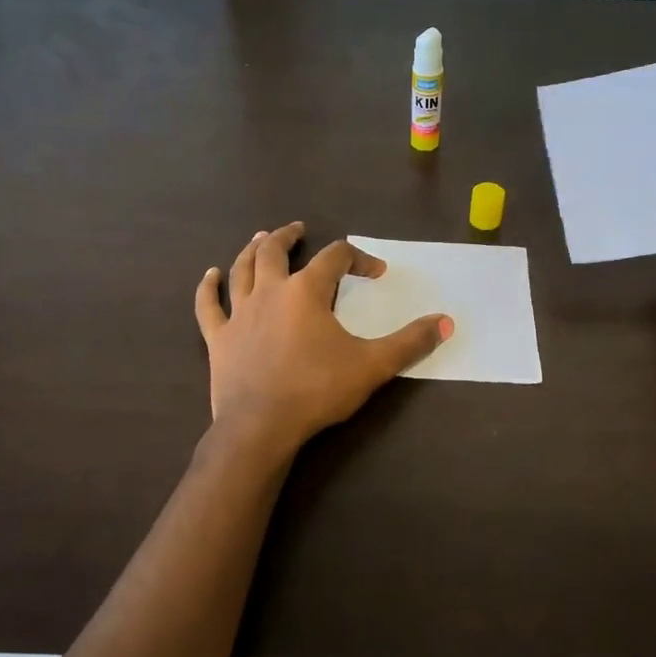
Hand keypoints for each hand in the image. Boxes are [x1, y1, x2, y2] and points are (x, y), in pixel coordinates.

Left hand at [194, 222, 451, 455]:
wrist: (261, 427)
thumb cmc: (317, 391)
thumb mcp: (372, 366)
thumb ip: (410, 342)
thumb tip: (446, 322)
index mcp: (306, 291)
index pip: (336, 258)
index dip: (359, 258)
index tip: (376, 272)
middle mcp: (270, 291)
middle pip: (275, 251)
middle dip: (290, 237)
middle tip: (299, 230)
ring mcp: (239, 314)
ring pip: (242, 270)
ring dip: (252, 250)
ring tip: (261, 238)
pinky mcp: (218, 338)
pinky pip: (209, 306)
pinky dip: (208, 288)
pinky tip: (210, 275)